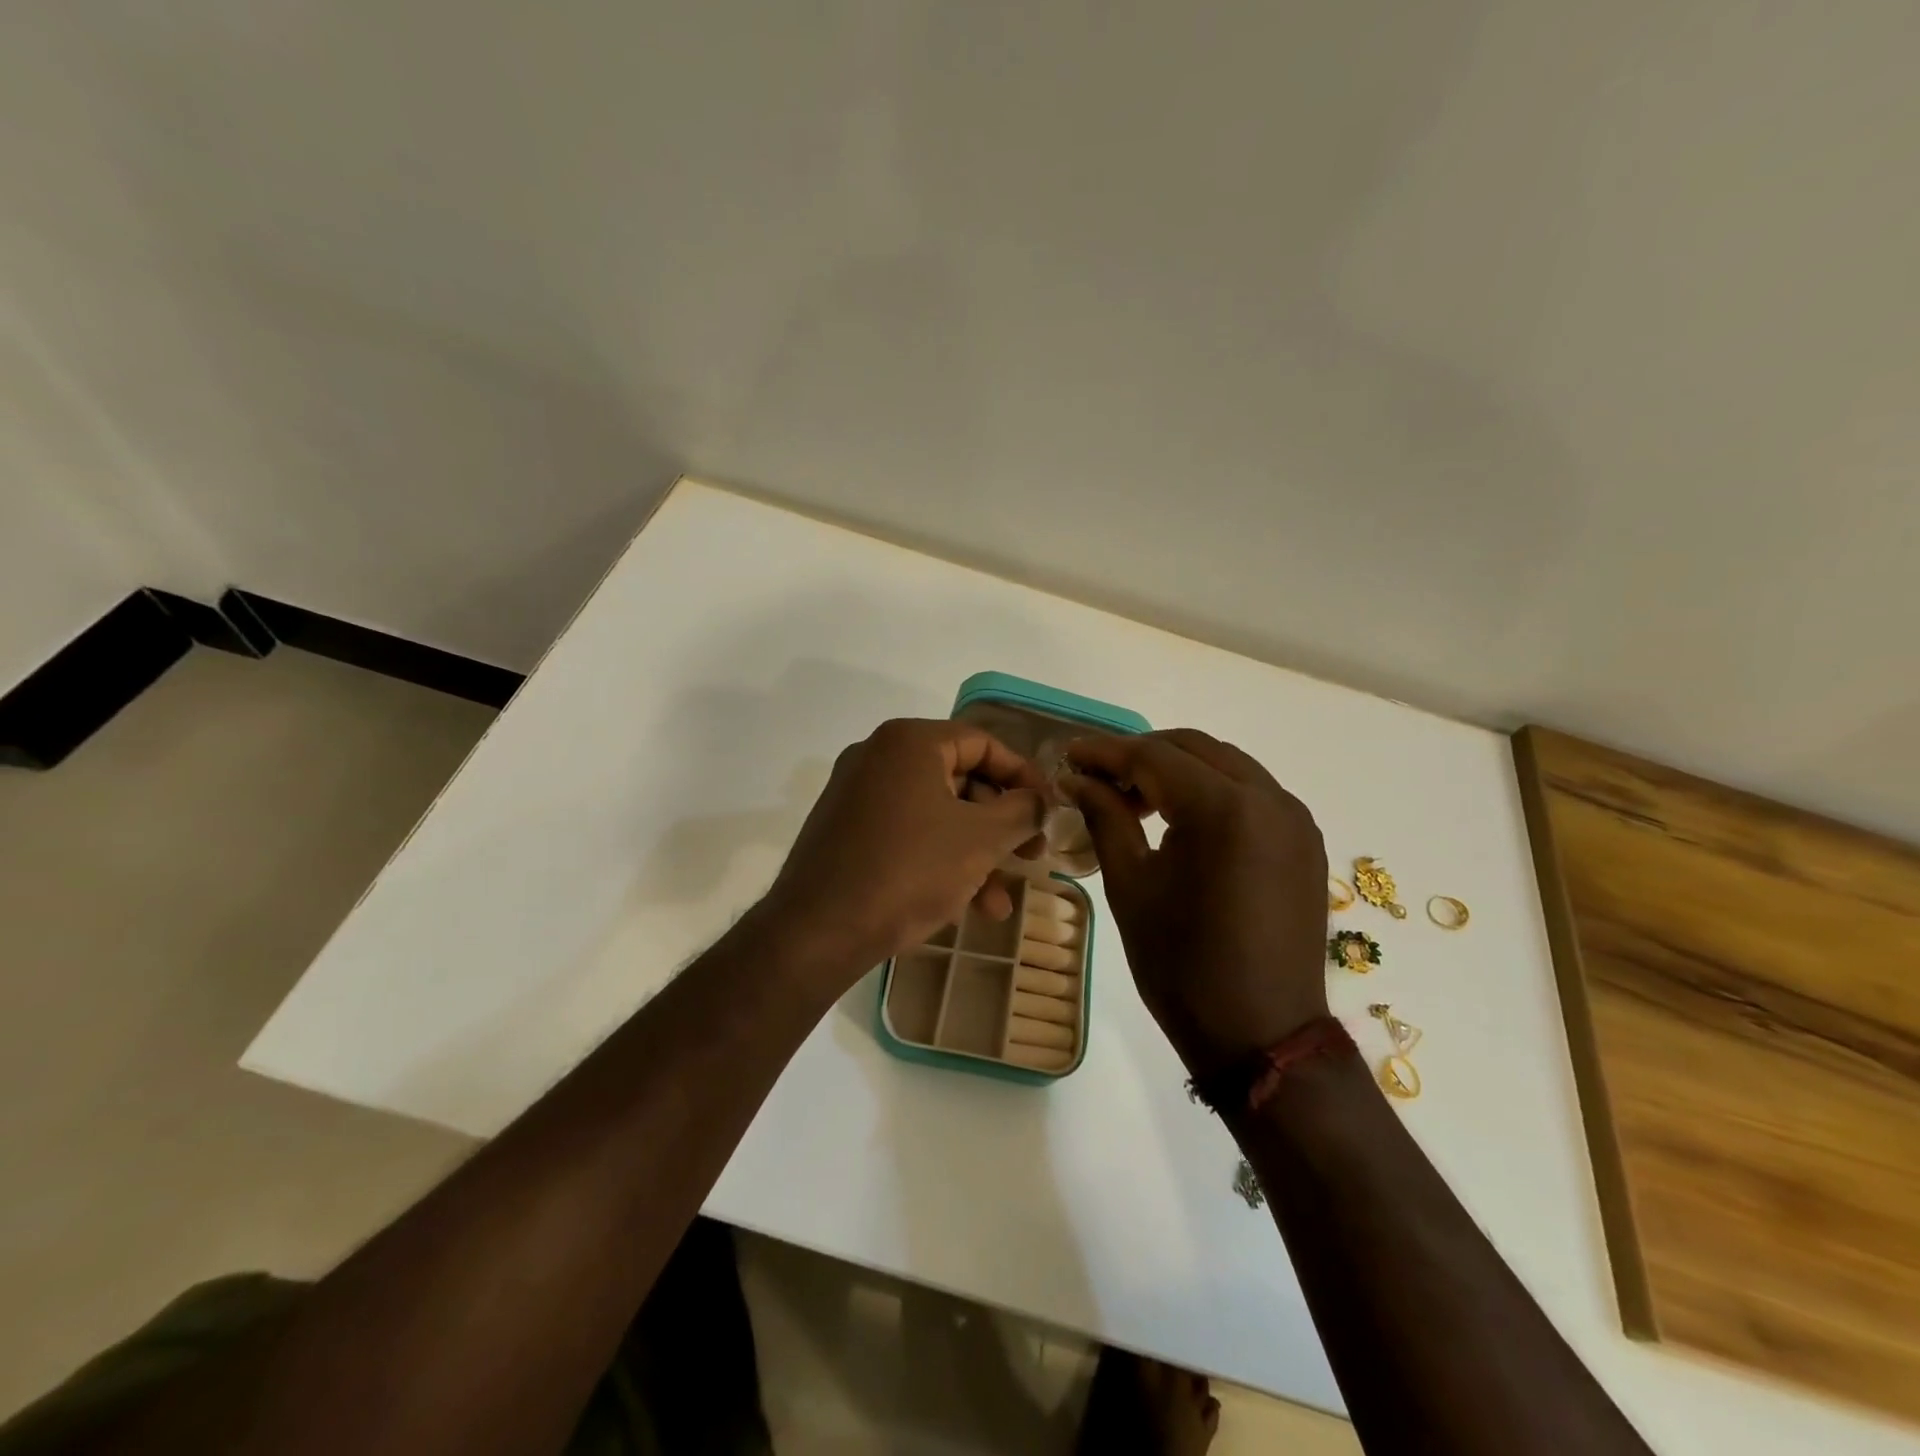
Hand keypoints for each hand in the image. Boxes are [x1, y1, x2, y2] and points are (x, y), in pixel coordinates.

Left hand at [759, 718, 1047, 980]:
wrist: (817, 932)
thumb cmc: (908, 871)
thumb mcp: (980, 840)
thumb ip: (1022, 811)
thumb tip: (1043, 801)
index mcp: (909, 742)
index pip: (984, 743)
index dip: (1024, 777)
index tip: (1049, 811)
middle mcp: (879, 757)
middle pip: (960, 781)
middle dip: (1001, 826)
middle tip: (1031, 858)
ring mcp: (857, 794)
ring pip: (936, 815)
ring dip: (974, 856)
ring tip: (998, 905)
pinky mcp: (845, 831)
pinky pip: (907, 834)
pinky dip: (938, 861)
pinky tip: (962, 906)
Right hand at [1064, 729, 1328, 1076]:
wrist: (1261, 1035)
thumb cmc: (1182, 965)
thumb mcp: (1130, 886)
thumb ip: (1105, 817)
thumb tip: (1077, 779)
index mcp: (1224, 809)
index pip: (1154, 756)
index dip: (1106, 752)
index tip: (1069, 755)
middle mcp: (1270, 799)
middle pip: (1195, 748)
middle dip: (1142, 754)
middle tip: (1098, 777)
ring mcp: (1295, 819)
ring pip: (1226, 766)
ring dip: (1178, 770)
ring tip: (1135, 799)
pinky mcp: (1305, 842)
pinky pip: (1251, 794)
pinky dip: (1211, 791)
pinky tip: (1181, 820)